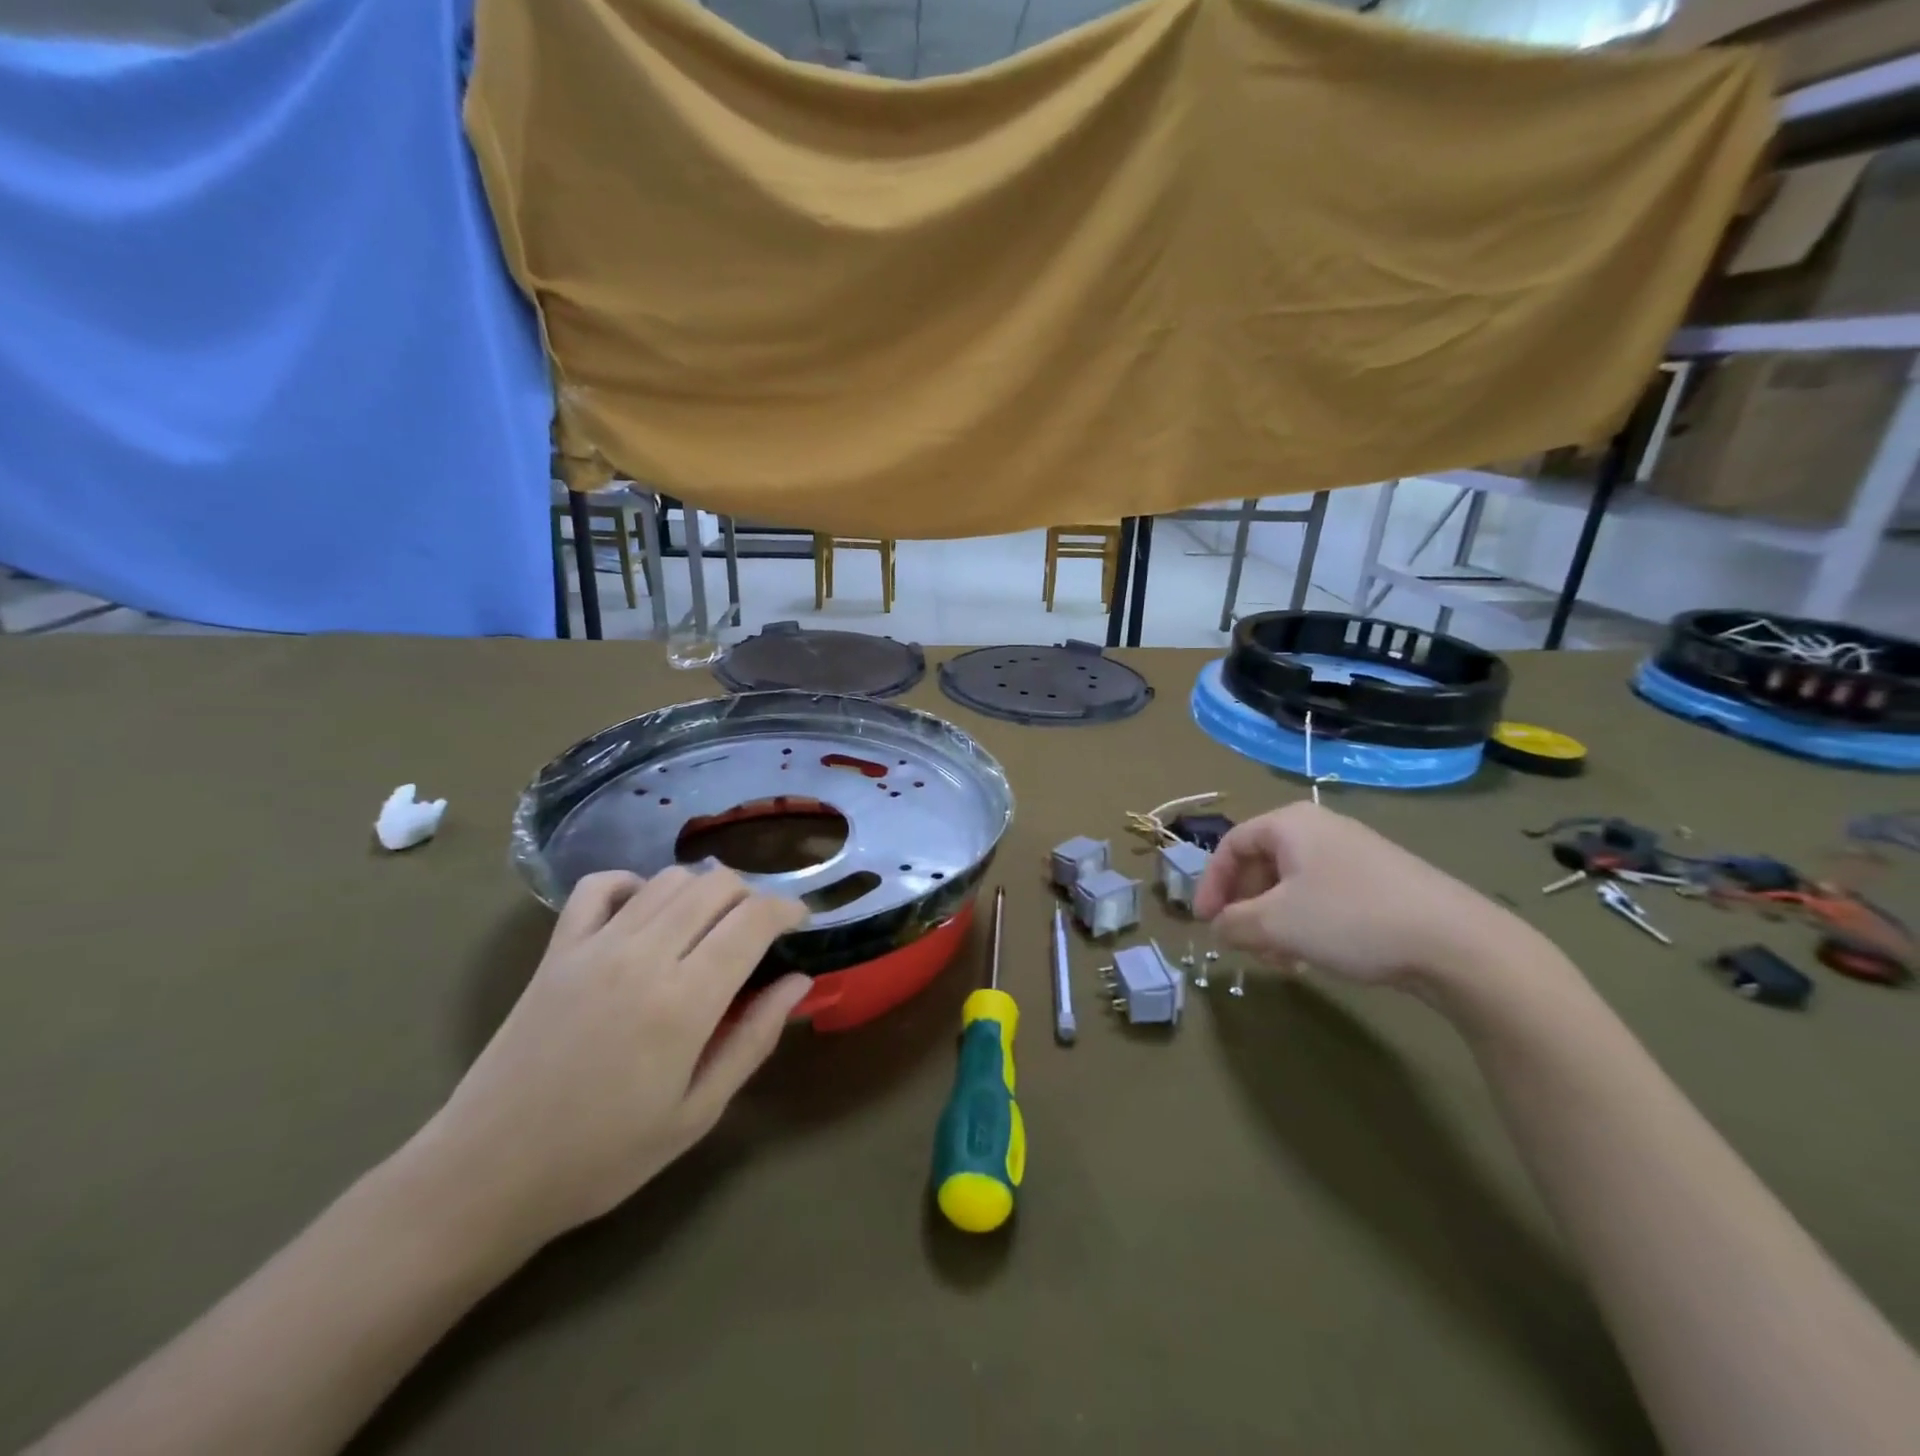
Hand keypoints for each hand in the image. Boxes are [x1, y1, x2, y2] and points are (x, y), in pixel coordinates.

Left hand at [416, 867, 810, 1251]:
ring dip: (703, 890)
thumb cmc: (604, 1156)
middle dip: (751, 896)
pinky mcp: (556, 949)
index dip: (787, 910)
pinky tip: (645, 912)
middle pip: (716, 886)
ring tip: (710, 924)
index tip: (800, 923)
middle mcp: (644, 956)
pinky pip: (599, 886)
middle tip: (759, 931)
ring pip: (668, 880)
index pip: (753, 920)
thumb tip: (799, 982)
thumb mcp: (697, 1113)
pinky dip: (633, 884)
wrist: (488, 1173)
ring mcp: (594, 946)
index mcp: (684, 1001)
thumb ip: (753, 1039)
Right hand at [1192, 802, 1528, 989]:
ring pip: (1292, 885)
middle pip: (1262, 864)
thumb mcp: (1276, 924)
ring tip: (1280, 960)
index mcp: (1290, 824)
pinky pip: (1323, 895)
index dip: (1210, 884)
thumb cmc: (1350, 919)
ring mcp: (1354, 852)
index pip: (1231, 845)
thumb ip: (1233, 923)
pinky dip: (1306, 923)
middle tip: (1244, 945)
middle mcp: (1320, 828)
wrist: (1456, 942)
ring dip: (1274, 922)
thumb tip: (1219, 926)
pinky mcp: (1380, 880)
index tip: (1205, 923)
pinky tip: (1314, 957)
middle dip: (1246, 908)